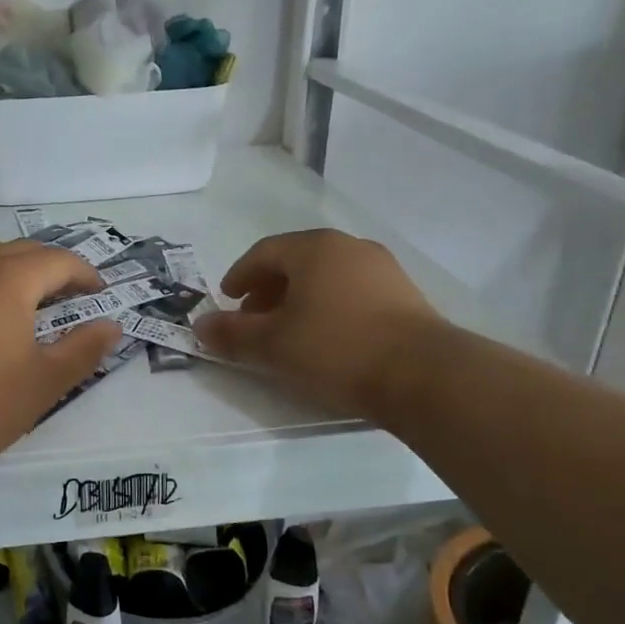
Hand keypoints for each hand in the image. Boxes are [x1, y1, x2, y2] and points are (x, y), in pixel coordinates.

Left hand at [0, 238, 121, 472]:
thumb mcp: (45, 381)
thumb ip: (83, 349)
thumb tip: (112, 326)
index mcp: (9, 279)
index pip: (58, 261)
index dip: (86, 274)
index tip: (102, 295)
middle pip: (21, 250)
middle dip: (52, 267)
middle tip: (72, 295)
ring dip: (13, 265)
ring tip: (27, 296)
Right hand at [194, 229, 442, 417]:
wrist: (424, 376)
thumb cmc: (336, 349)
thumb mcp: (272, 345)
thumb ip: (231, 333)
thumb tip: (200, 326)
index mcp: (314, 249)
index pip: (263, 252)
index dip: (239, 275)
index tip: (227, 300)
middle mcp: (349, 248)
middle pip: (296, 262)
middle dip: (268, 289)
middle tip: (253, 318)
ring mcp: (383, 270)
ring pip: (326, 277)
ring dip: (299, 300)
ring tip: (288, 332)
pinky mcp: (405, 296)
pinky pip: (352, 293)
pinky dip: (329, 308)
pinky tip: (326, 339)